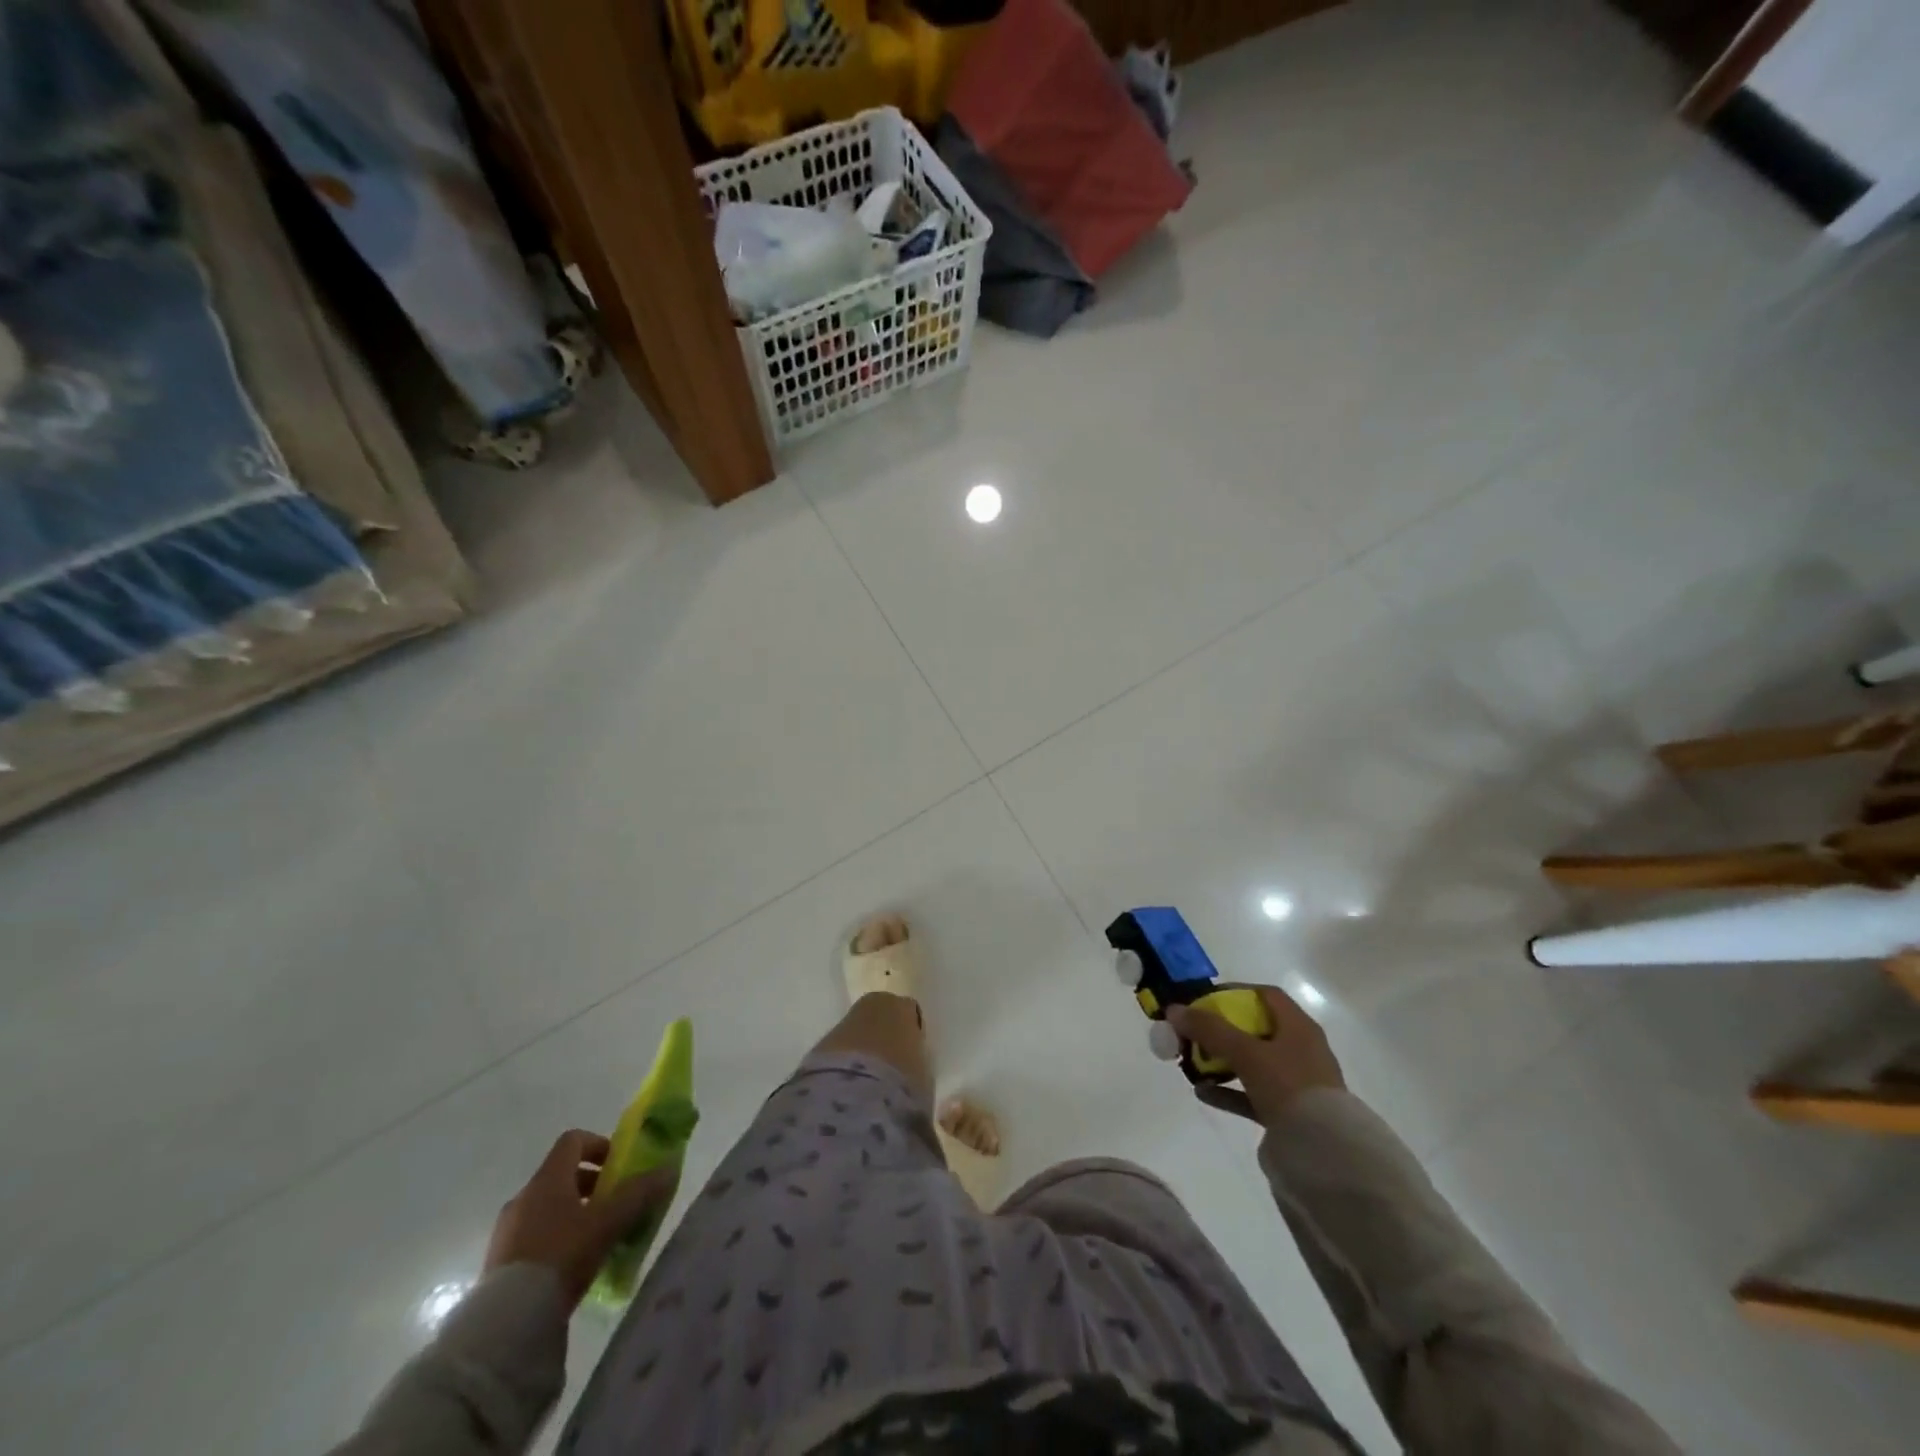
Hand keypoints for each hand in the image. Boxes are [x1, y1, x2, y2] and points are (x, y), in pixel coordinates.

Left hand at [484, 1129, 675, 1307]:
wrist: (507, 1322)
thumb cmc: (562, 1255)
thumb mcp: (609, 1222)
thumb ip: (640, 1193)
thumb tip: (668, 1170)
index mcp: (547, 1179)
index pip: (573, 1140)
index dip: (599, 1145)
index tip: (617, 1166)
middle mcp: (523, 1197)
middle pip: (561, 1175)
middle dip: (591, 1185)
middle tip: (613, 1205)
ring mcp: (506, 1231)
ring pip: (547, 1208)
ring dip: (573, 1213)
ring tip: (595, 1239)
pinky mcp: (497, 1263)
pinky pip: (532, 1237)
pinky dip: (555, 1239)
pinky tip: (570, 1267)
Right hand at [1168, 985, 1344, 1125]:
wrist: (1324, 1152)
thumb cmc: (1288, 1086)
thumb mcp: (1245, 1052)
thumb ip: (1209, 1030)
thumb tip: (1174, 1010)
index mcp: (1298, 1027)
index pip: (1266, 995)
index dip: (1234, 992)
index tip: (1204, 1001)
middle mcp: (1301, 1050)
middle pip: (1256, 1029)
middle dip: (1221, 1030)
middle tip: (1193, 1034)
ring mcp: (1297, 1083)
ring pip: (1253, 1063)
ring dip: (1222, 1061)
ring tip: (1193, 1065)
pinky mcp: (1291, 1112)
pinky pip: (1254, 1093)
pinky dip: (1229, 1091)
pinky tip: (1203, 1093)